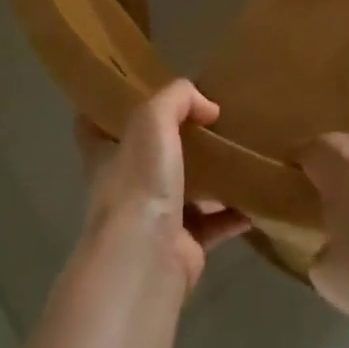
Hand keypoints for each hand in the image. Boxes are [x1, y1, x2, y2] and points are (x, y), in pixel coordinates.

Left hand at [75, 79, 249, 289]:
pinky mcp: (181, 246)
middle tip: (206, 118)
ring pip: (182, 190)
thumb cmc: (139, 182)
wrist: (147, 257)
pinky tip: (254, 199)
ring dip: (207, 176)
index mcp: (106, 155)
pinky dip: (232, 214)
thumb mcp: (153, 119)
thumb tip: (207, 107)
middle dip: (172, 139)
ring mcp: (152, 218)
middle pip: (146, 155)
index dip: (109, 107)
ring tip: (237, 153)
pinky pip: (211, 224)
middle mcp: (125, 185)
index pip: (94, 125)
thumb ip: (177, 99)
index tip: (134, 90)